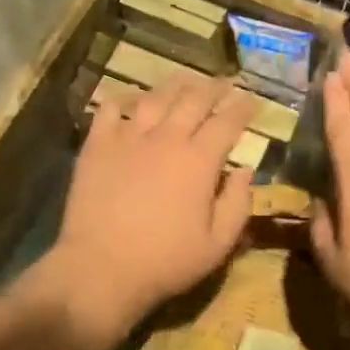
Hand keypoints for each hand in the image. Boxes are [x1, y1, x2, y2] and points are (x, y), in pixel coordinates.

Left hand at [40, 75, 257, 343]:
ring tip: (186, 81)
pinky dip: (123, 97)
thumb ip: (238, 204)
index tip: (252, 100)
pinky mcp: (98, 145)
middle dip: (214, 88)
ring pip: (156, 97)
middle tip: (225, 83)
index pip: (227, 122)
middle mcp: (166, 138)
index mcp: (199, 160)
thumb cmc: (165, 261)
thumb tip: (245, 171)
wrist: (101, 268)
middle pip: (194, 99)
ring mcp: (128, 138)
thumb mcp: (218, 244)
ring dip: (175, 85)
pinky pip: (111, 109)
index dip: (243, 107)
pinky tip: (131, 97)